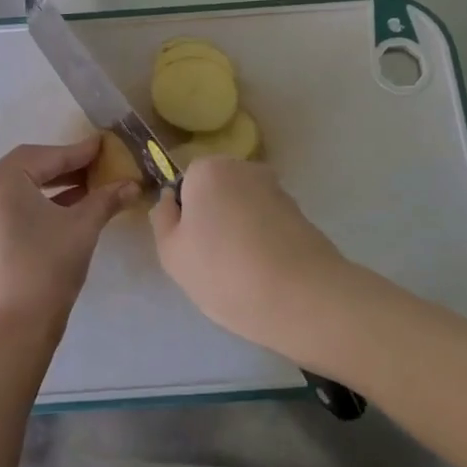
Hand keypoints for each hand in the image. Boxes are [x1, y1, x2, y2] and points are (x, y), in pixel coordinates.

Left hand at [0, 137, 137, 346]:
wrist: (11, 330)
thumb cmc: (46, 269)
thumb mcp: (82, 228)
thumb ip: (106, 199)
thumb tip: (132, 184)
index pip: (46, 156)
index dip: (78, 152)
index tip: (103, 146)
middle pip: (28, 168)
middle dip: (64, 168)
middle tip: (97, 167)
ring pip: (18, 189)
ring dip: (51, 187)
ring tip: (87, 189)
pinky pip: (8, 208)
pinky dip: (35, 204)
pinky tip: (63, 209)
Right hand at [150, 157, 350, 361]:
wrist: (303, 298)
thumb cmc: (224, 272)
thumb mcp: (172, 253)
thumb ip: (163, 219)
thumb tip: (171, 200)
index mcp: (208, 168)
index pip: (184, 184)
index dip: (184, 216)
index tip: (189, 247)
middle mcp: (244, 168)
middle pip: (216, 192)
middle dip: (212, 219)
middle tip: (210, 262)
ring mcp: (277, 189)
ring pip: (243, 208)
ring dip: (239, 230)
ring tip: (241, 273)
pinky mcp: (302, 214)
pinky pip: (268, 224)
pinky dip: (263, 241)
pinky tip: (265, 273)